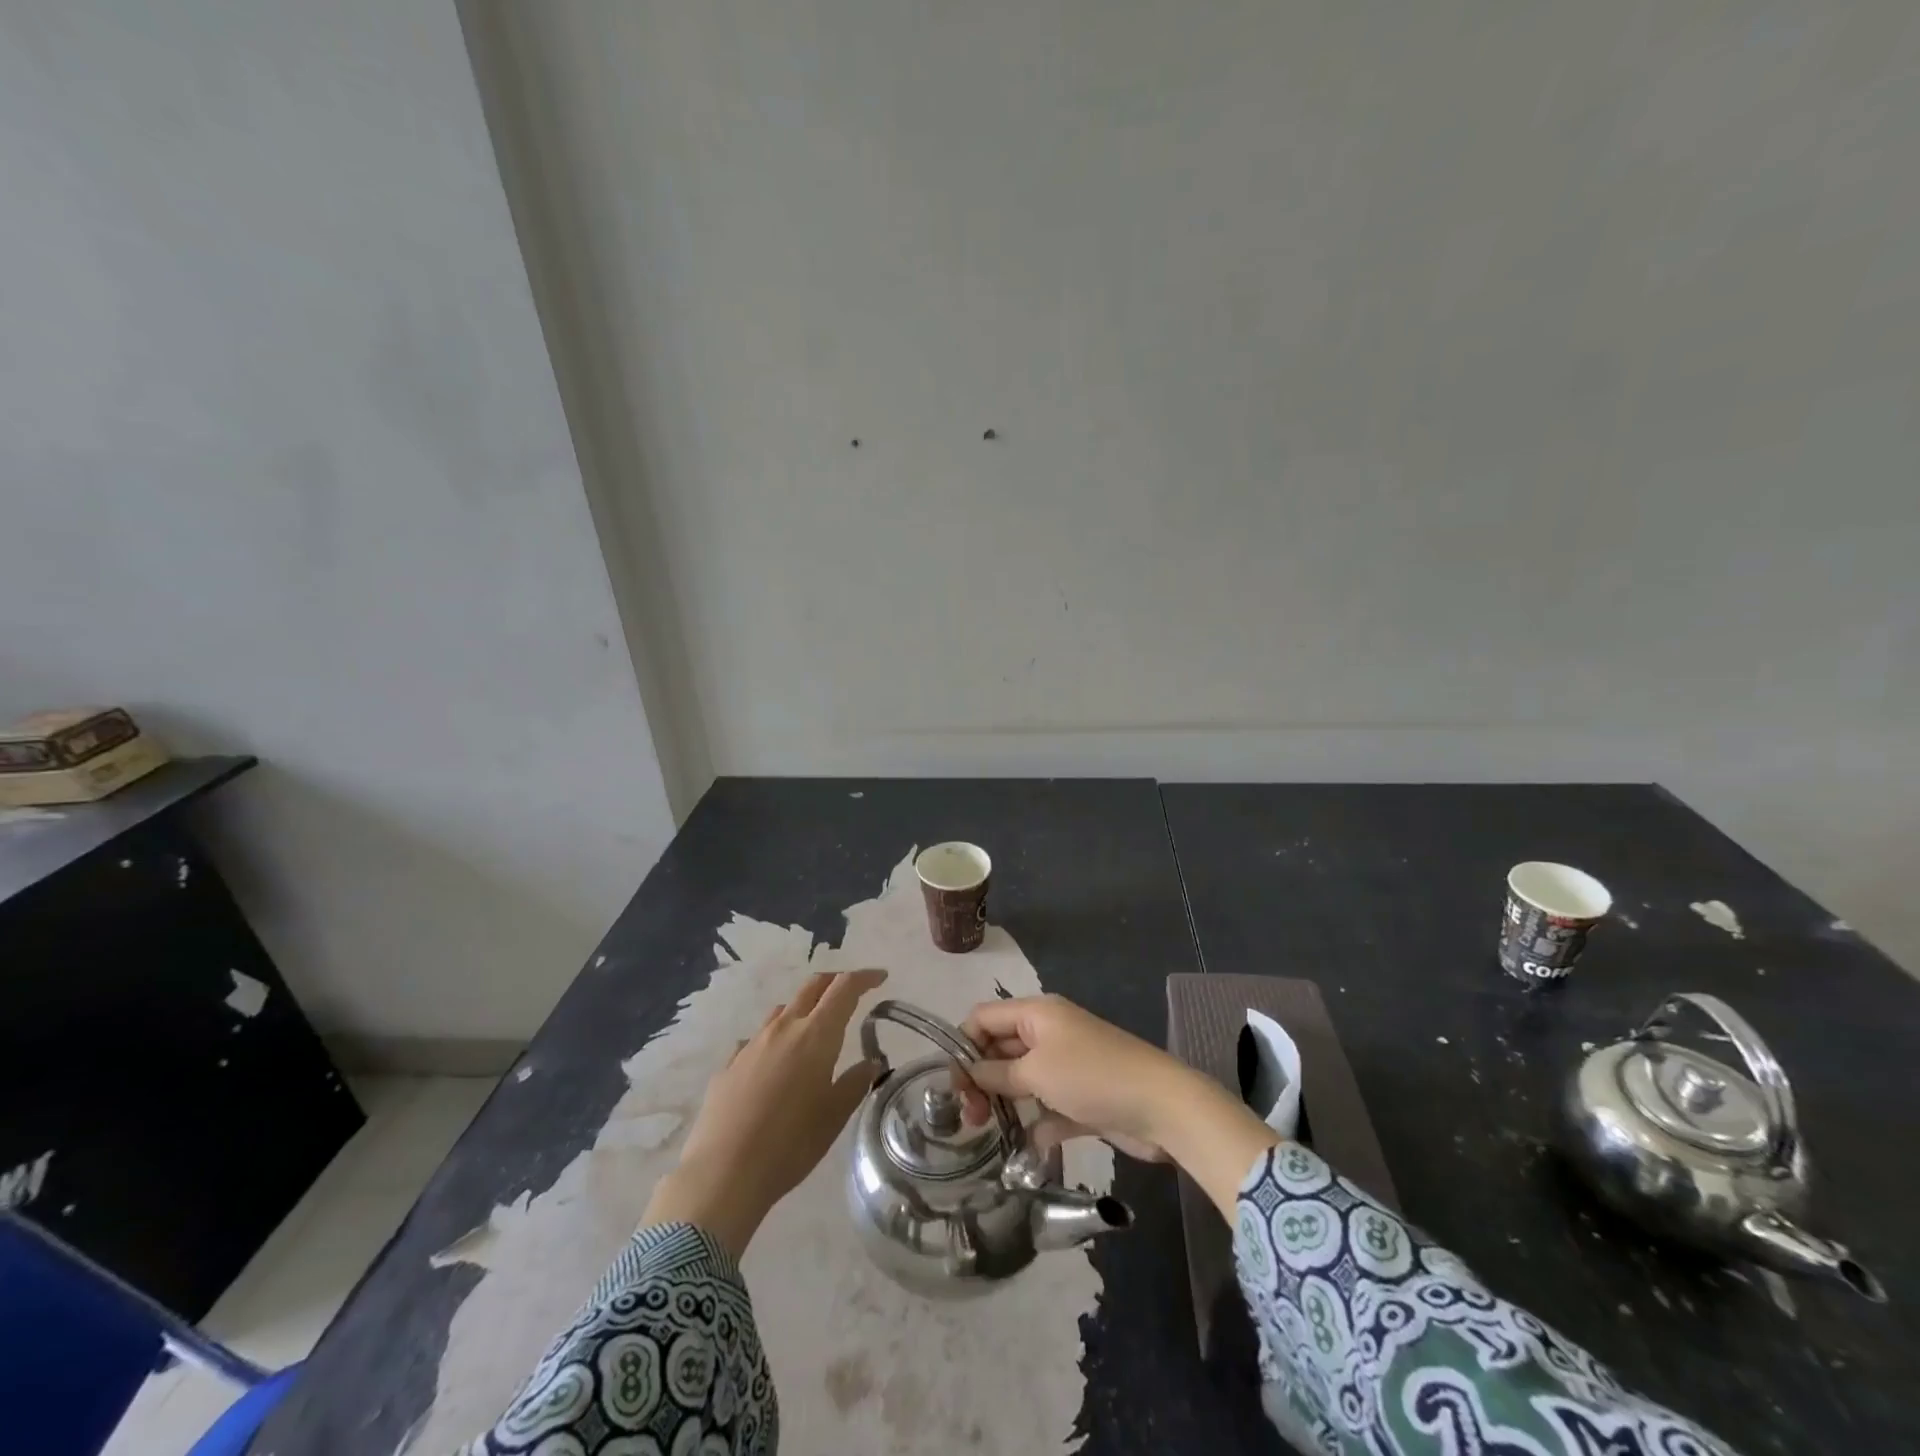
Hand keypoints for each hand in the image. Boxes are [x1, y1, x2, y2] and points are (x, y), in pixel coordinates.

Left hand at [643, 968, 886, 1257]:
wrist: (722, 1173)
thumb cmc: (790, 1143)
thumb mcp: (834, 1116)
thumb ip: (855, 1082)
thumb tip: (872, 1062)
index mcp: (815, 1035)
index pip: (844, 989)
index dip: (864, 978)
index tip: (880, 977)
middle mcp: (783, 1029)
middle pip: (812, 987)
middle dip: (834, 982)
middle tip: (851, 993)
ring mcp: (751, 1044)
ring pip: (782, 1010)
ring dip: (802, 1010)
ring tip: (813, 1031)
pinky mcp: (728, 1066)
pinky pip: (756, 1040)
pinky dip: (773, 1041)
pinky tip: (773, 1064)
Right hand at [954, 993, 1279, 1216]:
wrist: (1161, 1106)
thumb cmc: (1092, 1076)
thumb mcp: (1037, 1071)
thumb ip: (997, 1072)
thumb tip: (971, 1073)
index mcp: (1036, 1014)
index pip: (984, 1018)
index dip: (963, 1045)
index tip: (954, 1085)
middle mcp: (1048, 1034)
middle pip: (999, 1048)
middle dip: (980, 1078)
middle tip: (970, 1117)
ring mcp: (1066, 1066)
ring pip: (1021, 1080)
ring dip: (1003, 1102)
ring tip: (987, 1132)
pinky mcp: (1081, 1098)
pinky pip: (1046, 1107)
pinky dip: (1033, 1125)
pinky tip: (1023, 1150)